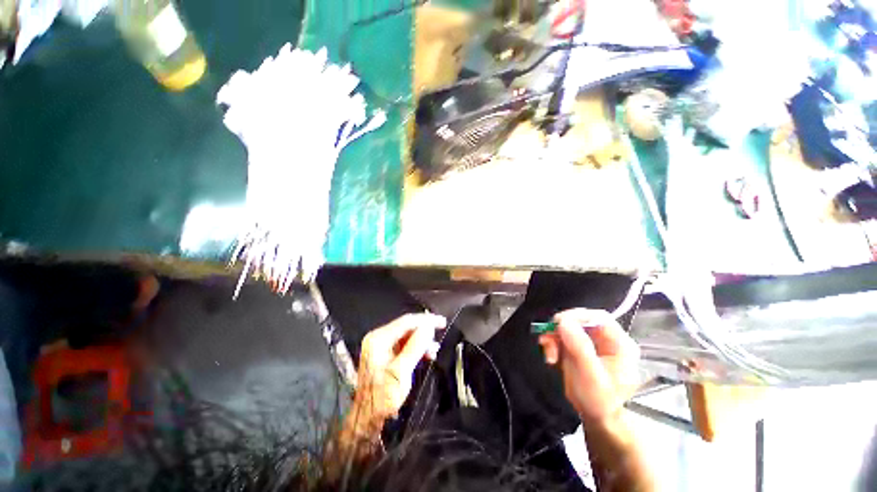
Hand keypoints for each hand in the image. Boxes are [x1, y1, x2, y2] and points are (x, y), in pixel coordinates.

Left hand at [355, 313, 445, 424]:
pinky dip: (416, 347)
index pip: (406, 321)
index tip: (442, 322)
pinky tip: (426, 354)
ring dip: (422, 340)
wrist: (367, 418)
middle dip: (425, 330)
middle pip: (406, 327)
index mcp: (379, 339)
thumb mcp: (401, 372)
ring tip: (434, 350)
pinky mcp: (383, 353)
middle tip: (441, 331)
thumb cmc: (383, 397)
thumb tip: (428, 327)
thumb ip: (415, 347)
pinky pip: (403, 344)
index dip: (426, 320)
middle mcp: (378, 337)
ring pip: (406, 335)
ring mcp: (380, 345)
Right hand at [538, 309, 640, 424]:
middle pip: (581, 321)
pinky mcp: (579, 347)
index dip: (578, 316)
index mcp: (620, 345)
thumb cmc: (599, 400)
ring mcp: (592, 343)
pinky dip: (553, 342)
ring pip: (568, 328)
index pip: (599, 318)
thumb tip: (563, 321)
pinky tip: (550, 356)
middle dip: (561, 329)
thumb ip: (579, 347)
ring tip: (548, 354)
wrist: (595, 417)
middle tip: (547, 338)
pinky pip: (562, 336)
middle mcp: (607, 340)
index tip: (558, 322)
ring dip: (554, 337)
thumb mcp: (590, 376)